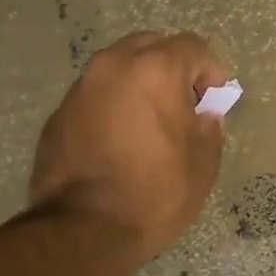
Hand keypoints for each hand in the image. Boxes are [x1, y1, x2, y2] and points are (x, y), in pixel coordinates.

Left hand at [29, 32, 231, 261]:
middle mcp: (114, 66)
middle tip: (185, 105)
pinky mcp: (59, 113)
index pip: (193, 47)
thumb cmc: (156, 193)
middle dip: (173, 69)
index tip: (216, 100)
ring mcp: (81, 88)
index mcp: (156, 70)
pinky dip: (114, 105)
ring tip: (151, 122)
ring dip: (140, 84)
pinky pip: (96, 95)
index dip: (212, 71)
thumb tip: (202, 116)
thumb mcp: (203, 164)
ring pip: (119, 68)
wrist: (85, 230)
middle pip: (151, 46)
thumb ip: (208, 128)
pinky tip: (121, 140)